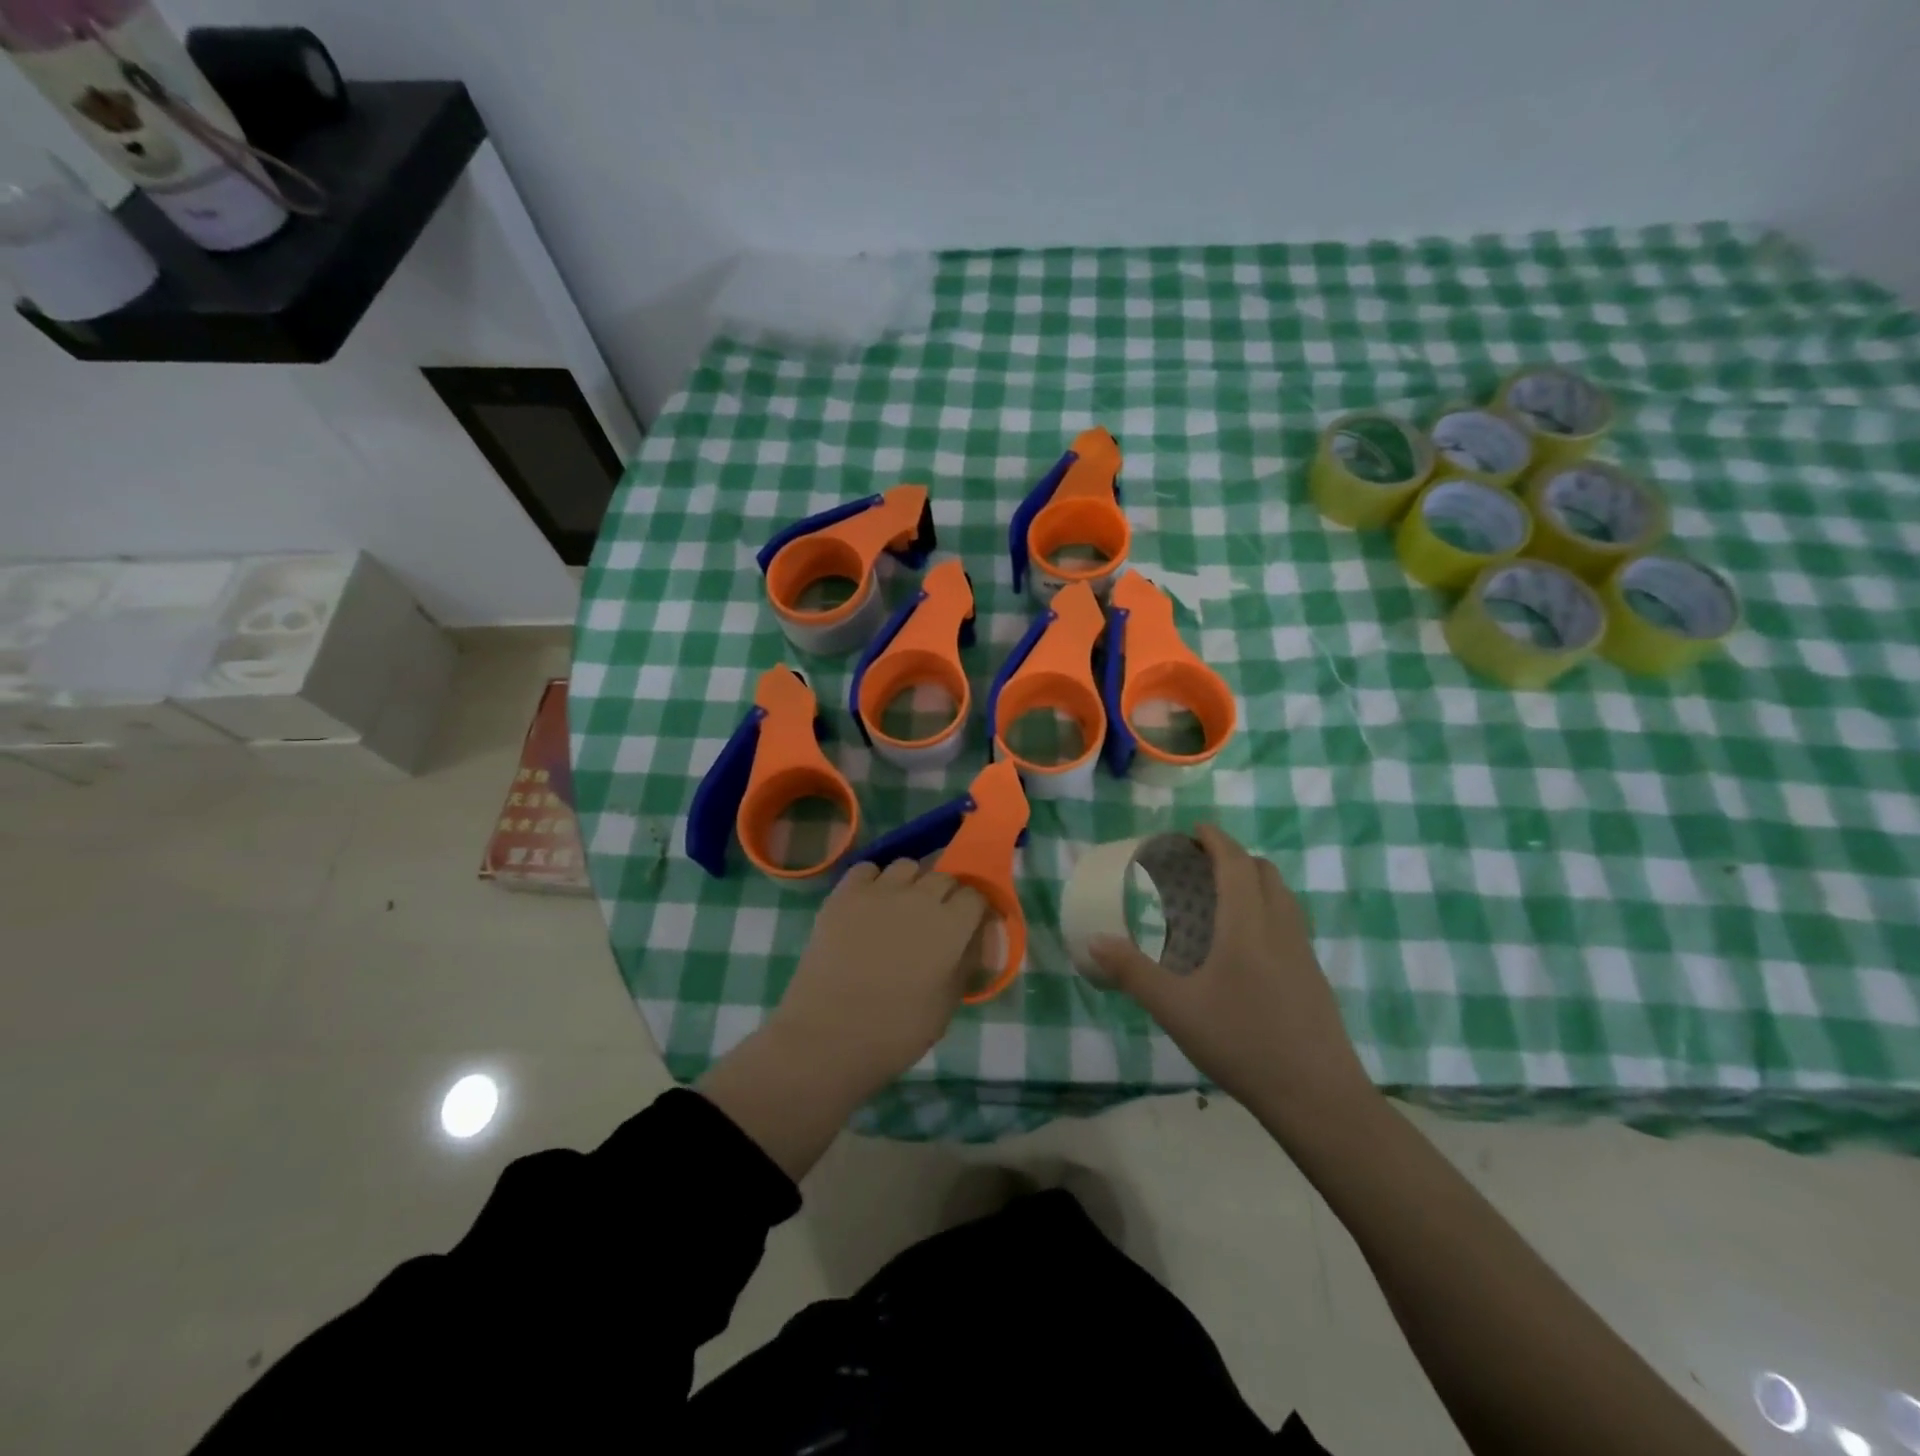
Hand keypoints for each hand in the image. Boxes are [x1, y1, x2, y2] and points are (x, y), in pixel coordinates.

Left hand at [767, 858, 989, 1102]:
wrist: (828, 1036)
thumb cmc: (896, 1031)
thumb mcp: (947, 1005)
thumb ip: (967, 962)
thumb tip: (976, 938)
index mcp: (952, 925)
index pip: (975, 895)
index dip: (972, 910)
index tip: (966, 927)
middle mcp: (920, 897)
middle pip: (943, 876)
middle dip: (944, 894)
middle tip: (933, 922)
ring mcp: (879, 891)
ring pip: (906, 866)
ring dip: (910, 883)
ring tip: (899, 908)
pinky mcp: (844, 894)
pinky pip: (866, 869)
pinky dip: (872, 880)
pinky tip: (868, 904)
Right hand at [1090, 825, 1373, 1127]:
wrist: (1317, 1098)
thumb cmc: (1242, 1043)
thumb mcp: (1176, 1009)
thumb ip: (1134, 973)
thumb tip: (1096, 941)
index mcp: (1248, 924)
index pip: (1236, 863)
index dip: (1216, 840)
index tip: (1195, 830)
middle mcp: (1280, 927)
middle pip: (1264, 872)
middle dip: (1234, 857)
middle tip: (1200, 865)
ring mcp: (1303, 952)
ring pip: (1282, 896)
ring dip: (1254, 881)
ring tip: (1220, 897)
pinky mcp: (1314, 976)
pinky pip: (1289, 921)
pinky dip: (1266, 908)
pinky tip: (1245, 944)